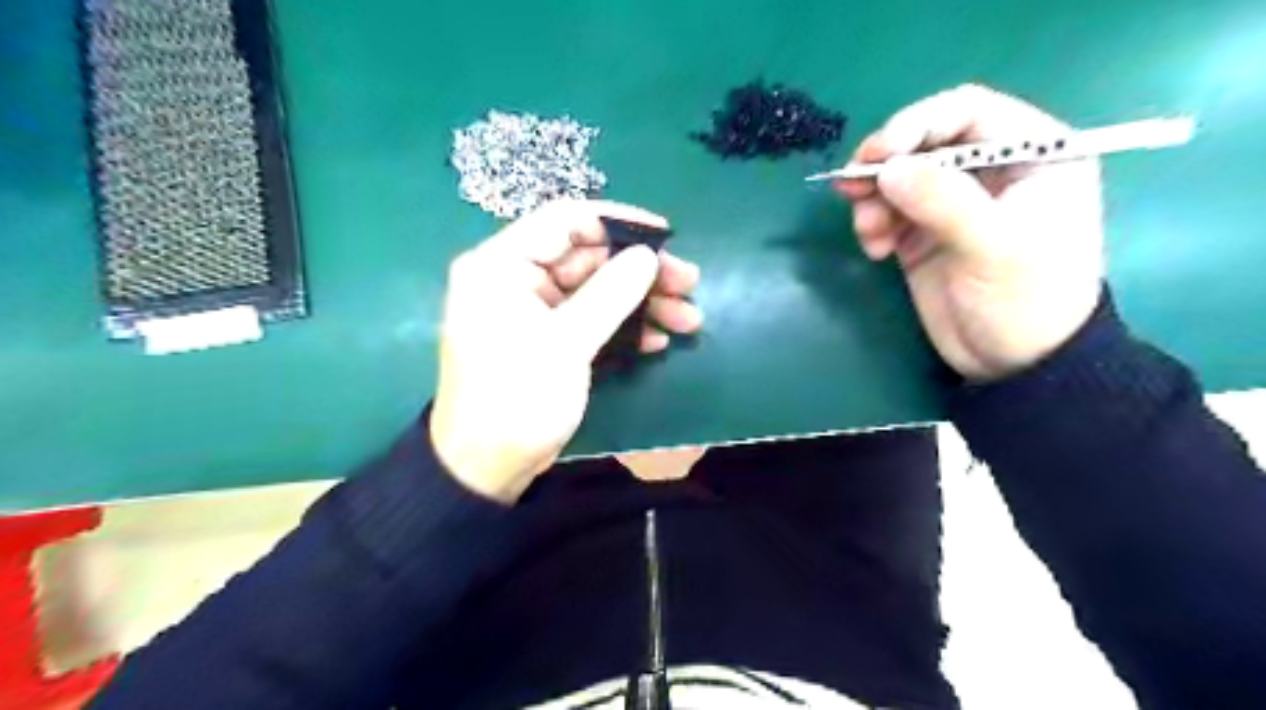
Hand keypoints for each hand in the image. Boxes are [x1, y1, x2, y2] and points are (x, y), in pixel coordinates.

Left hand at [434, 196, 701, 501]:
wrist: (488, 469)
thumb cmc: (517, 399)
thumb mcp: (566, 344)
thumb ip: (609, 294)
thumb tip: (648, 256)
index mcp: (502, 265)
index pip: (564, 221)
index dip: (618, 222)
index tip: (666, 235)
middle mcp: (517, 279)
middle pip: (589, 258)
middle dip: (641, 272)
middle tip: (689, 282)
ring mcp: (535, 311)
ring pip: (598, 291)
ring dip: (643, 303)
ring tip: (690, 318)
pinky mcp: (551, 339)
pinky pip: (593, 320)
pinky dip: (625, 328)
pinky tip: (660, 341)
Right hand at [837, 84, 1110, 381]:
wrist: (1014, 363)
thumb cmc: (1026, 300)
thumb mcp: (994, 246)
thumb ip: (943, 201)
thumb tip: (888, 169)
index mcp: (1032, 154)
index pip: (968, 112)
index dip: (918, 123)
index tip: (879, 153)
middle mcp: (989, 170)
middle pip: (924, 142)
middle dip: (886, 164)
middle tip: (854, 187)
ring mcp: (953, 203)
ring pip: (899, 178)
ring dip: (874, 199)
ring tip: (869, 233)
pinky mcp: (924, 233)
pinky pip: (888, 211)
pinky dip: (873, 225)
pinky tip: (875, 251)